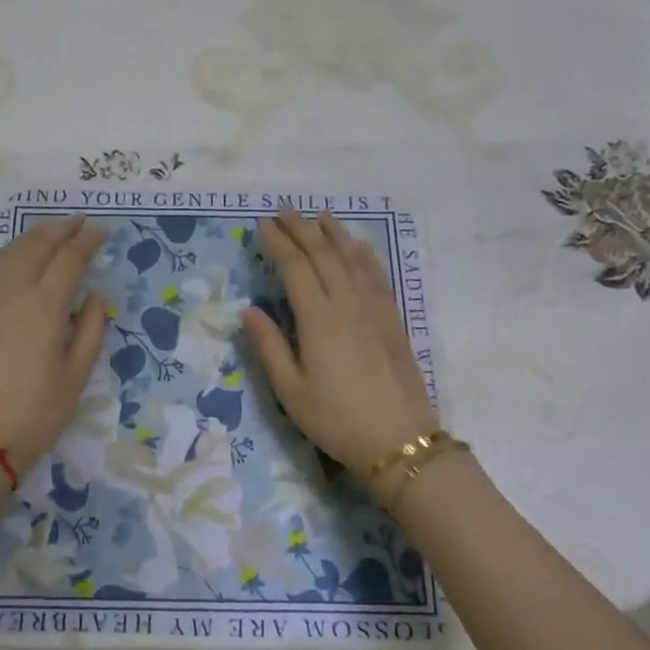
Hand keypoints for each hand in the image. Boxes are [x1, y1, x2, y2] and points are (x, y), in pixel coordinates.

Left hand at [0, 216, 107, 478]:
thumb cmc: (35, 414)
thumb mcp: (76, 376)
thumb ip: (90, 329)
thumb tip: (93, 296)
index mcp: (43, 305)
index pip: (69, 258)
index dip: (87, 241)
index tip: (102, 231)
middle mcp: (11, 292)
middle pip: (36, 245)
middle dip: (60, 230)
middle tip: (79, 223)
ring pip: (9, 254)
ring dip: (33, 238)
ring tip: (52, 234)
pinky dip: (12, 257)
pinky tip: (20, 263)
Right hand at [241, 208, 438, 475]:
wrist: (400, 440)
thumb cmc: (337, 420)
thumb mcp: (291, 391)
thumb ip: (268, 347)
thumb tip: (249, 311)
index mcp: (319, 320)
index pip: (295, 268)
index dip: (278, 243)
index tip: (262, 225)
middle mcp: (348, 304)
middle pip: (324, 255)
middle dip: (302, 229)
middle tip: (284, 210)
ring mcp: (375, 309)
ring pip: (353, 259)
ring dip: (333, 233)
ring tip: (318, 216)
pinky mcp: (393, 320)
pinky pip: (376, 275)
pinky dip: (363, 254)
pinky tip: (358, 246)